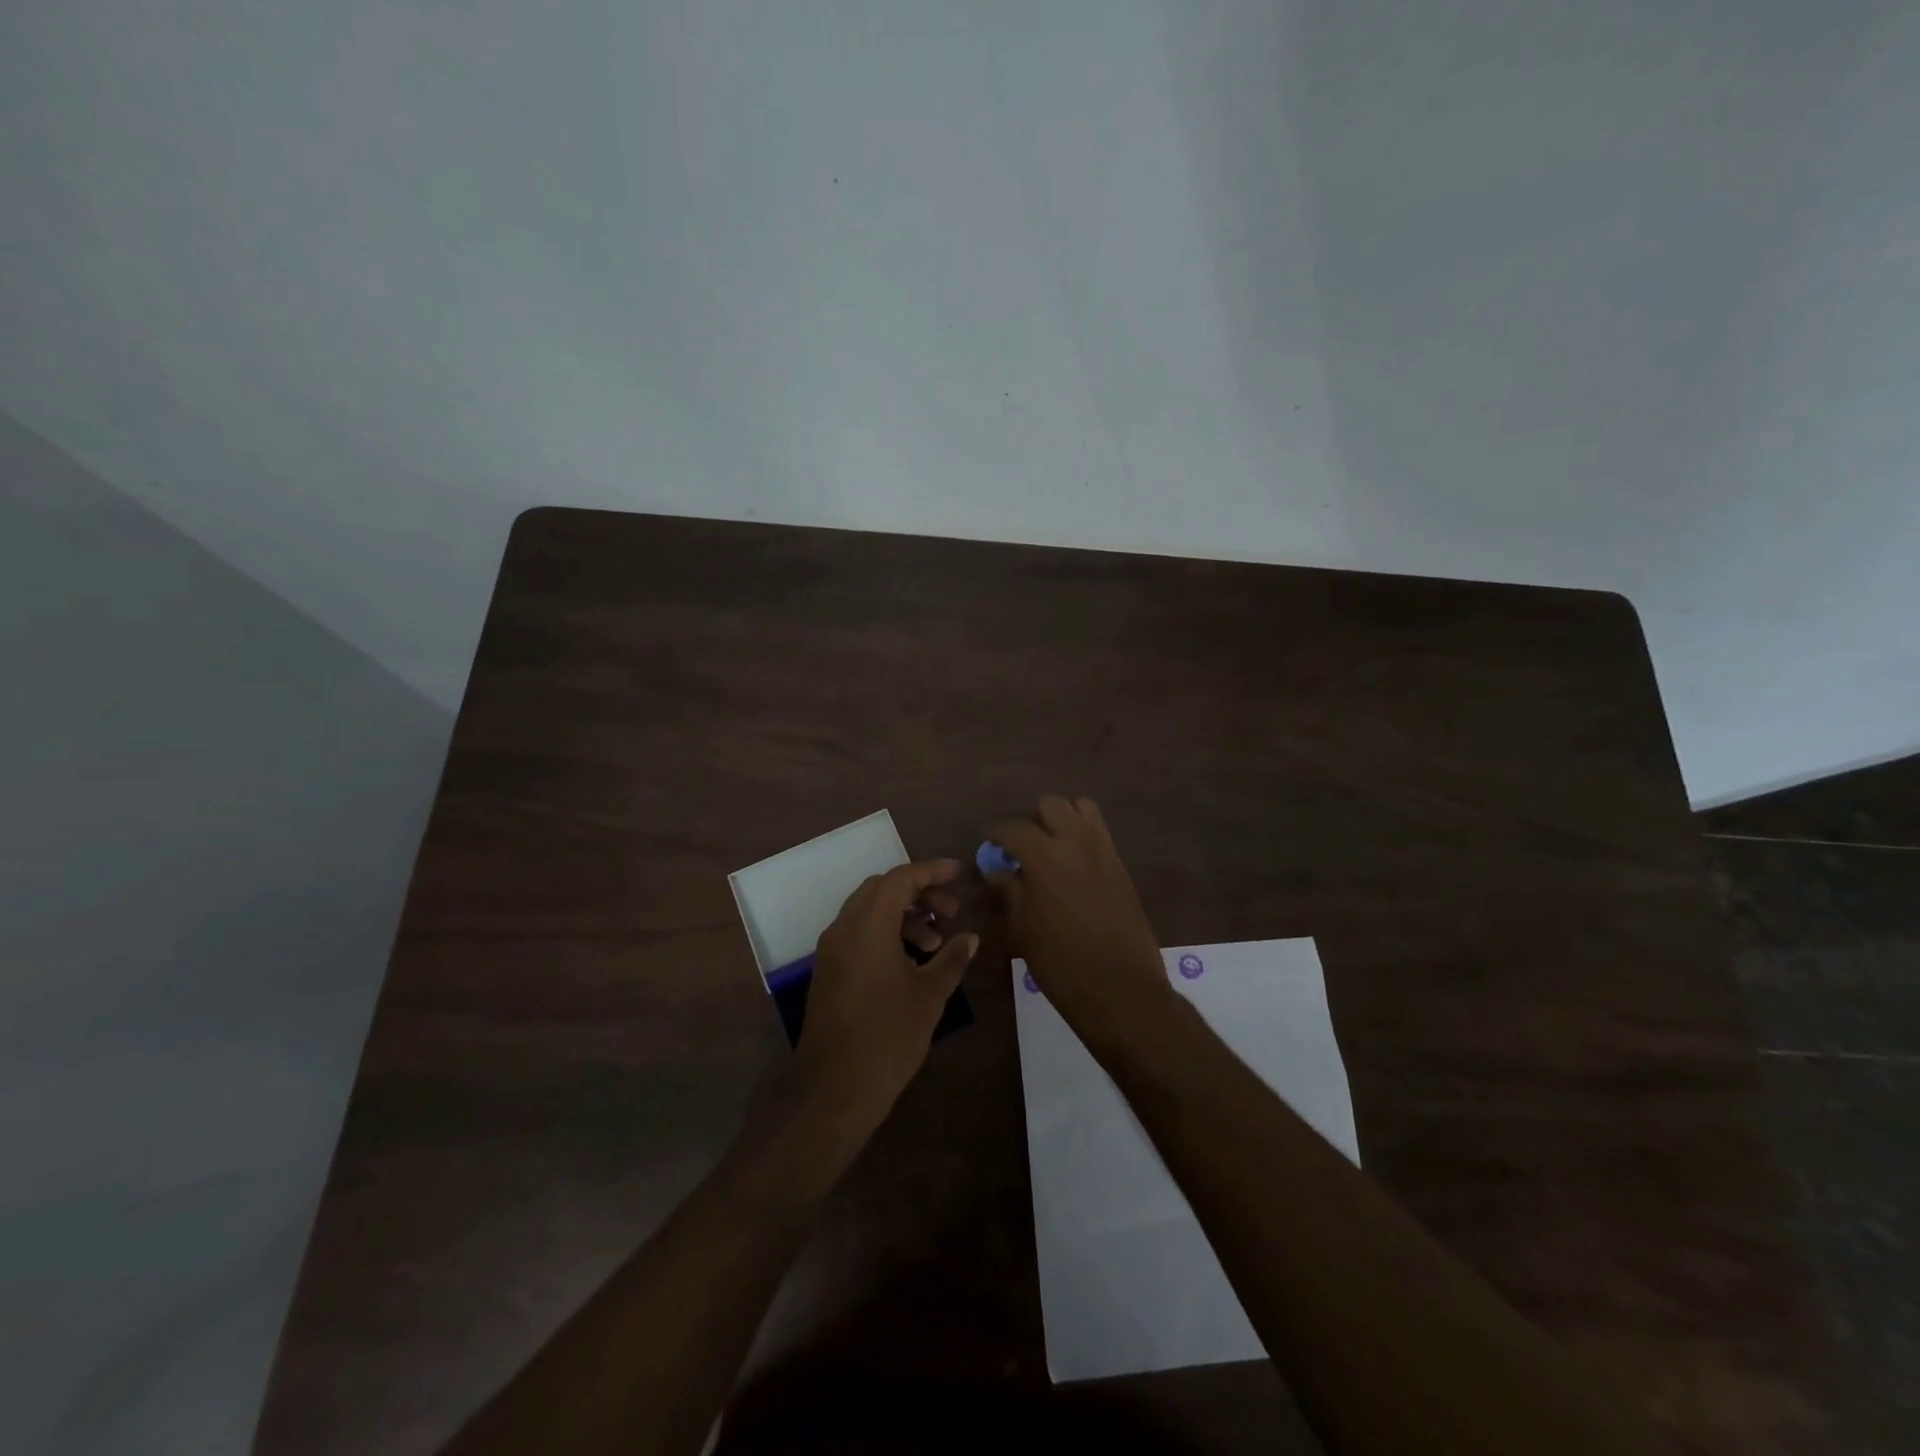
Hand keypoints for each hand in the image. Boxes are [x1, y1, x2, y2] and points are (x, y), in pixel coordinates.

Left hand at [790, 859, 977, 1126]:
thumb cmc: (887, 1036)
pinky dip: (886, 932)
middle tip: (952, 910)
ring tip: (935, 941)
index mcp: (868, 924)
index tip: (959, 873)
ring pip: (869, 910)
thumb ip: (951, 958)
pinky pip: (858, 933)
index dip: (932, 871)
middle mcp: (844, 927)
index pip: (901, 878)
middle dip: (919, 892)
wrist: (833, 1088)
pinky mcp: (829, 970)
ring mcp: (832, 949)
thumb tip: (970, 937)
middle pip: (882, 889)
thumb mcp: (929, 995)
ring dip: (903, 914)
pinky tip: (912, 960)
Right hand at [985, 796, 1173, 1043]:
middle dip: (1032, 820)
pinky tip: (1073, 865)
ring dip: (1063, 819)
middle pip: (1052, 805)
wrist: (1121, 989)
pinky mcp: (1122, 866)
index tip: (989, 846)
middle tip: (1022, 848)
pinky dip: (1083, 835)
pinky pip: (1100, 832)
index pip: (1013, 828)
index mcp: (1045, 856)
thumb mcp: (1022, 929)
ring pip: (1082, 808)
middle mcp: (1077, 842)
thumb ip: (1009, 892)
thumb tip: (996, 870)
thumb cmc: (1061, 963)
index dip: (996, 834)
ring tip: (1051, 847)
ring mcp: (1104, 851)